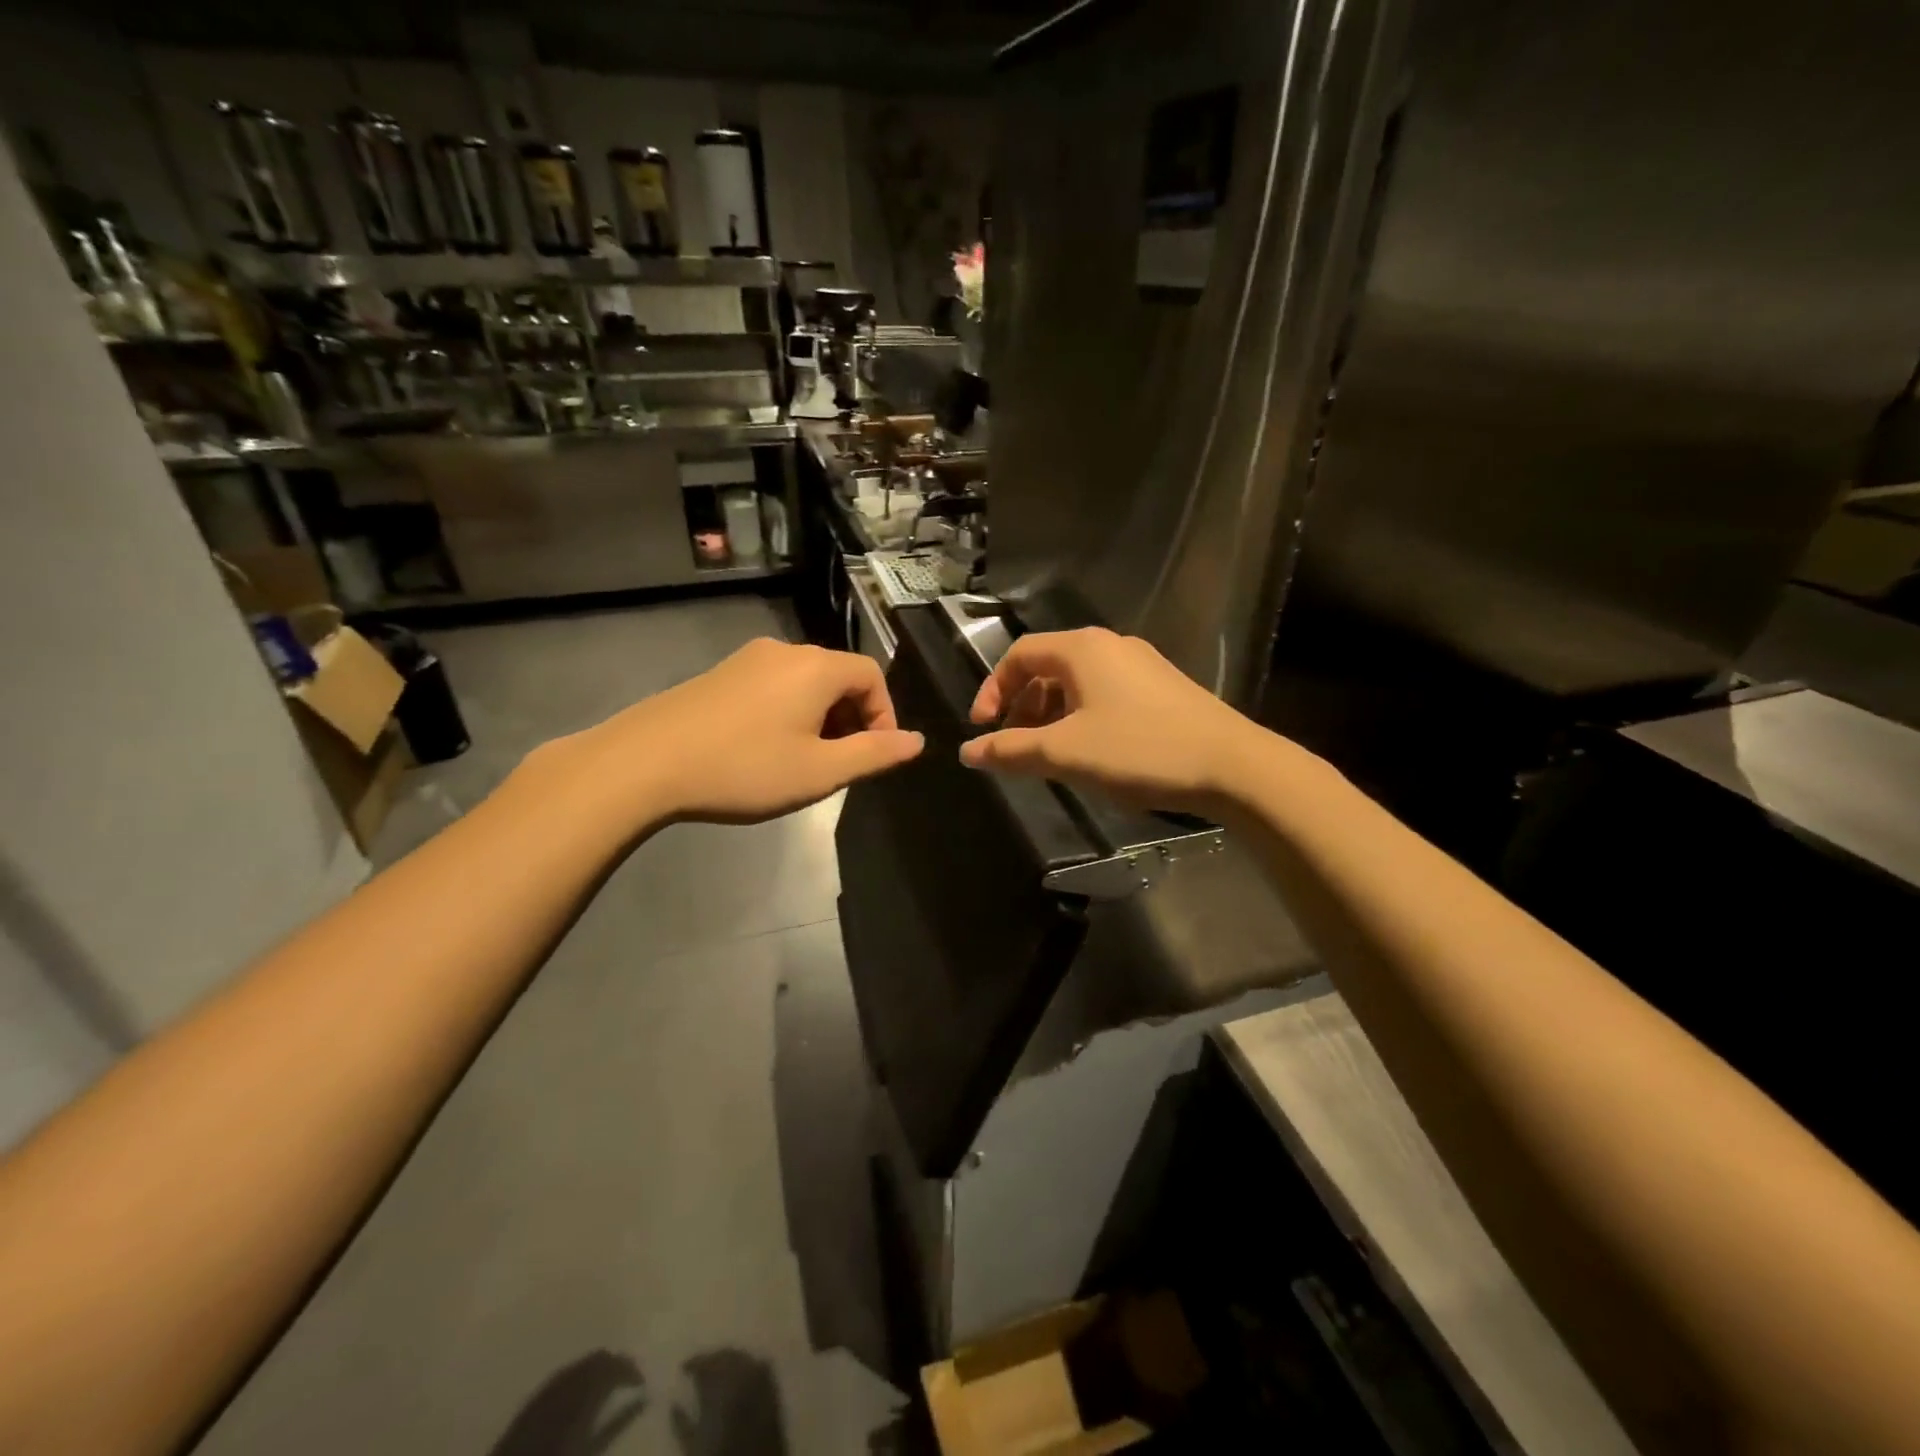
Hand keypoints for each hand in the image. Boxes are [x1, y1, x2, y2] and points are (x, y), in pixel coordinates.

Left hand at [544, 639, 923, 827]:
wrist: (645, 763)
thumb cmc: (745, 768)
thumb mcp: (821, 771)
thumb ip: (875, 754)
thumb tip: (917, 741)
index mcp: (817, 667)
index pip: (872, 676)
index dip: (884, 715)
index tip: (874, 756)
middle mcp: (786, 651)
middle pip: (839, 676)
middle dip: (851, 718)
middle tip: (839, 764)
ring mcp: (748, 659)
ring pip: (805, 682)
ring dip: (820, 718)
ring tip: (804, 762)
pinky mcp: (720, 674)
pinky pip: (773, 686)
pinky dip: (788, 712)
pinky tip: (765, 749)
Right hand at [959, 627, 1274, 812]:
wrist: (1232, 766)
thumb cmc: (1138, 751)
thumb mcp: (1064, 753)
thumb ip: (1010, 750)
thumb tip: (968, 751)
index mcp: (1082, 649)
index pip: (1019, 655)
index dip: (992, 690)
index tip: (982, 729)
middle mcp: (1111, 645)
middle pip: (1048, 667)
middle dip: (1022, 706)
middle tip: (1014, 745)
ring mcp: (1141, 664)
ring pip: (1078, 683)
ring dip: (1051, 714)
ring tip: (1049, 754)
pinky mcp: (1162, 687)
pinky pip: (1105, 693)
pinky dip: (1082, 716)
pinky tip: (1090, 752)